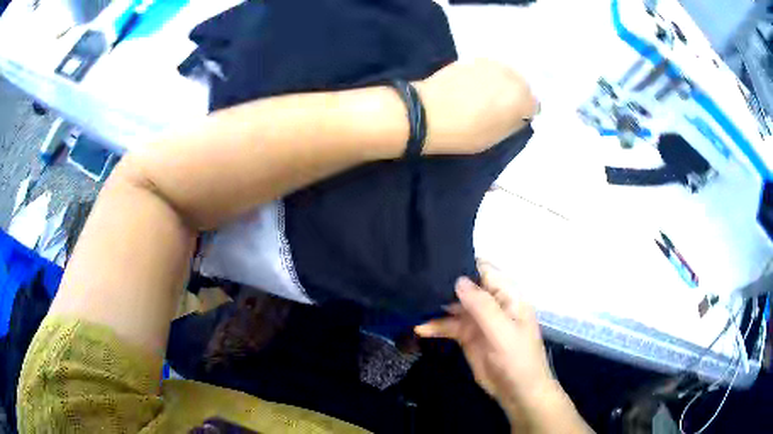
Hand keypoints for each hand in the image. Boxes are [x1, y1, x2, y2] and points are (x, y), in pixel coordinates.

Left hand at [413, 59, 536, 154]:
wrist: (427, 112)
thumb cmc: (464, 132)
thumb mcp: (496, 137)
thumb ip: (514, 123)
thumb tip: (520, 116)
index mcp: (521, 97)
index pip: (534, 105)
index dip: (524, 114)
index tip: (514, 120)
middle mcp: (511, 75)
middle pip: (522, 85)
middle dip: (516, 95)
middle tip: (500, 108)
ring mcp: (490, 64)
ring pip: (506, 74)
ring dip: (502, 83)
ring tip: (485, 96)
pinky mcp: (472, 59)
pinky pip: (488, 69)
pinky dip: (486, 77)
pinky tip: (472, 87)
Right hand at [416, 266, 592, 432]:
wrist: (517, 392)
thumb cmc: (517, 359)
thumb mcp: (502, 332)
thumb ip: (482, 306)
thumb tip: (458, 279)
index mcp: (507, 295)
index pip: (484, 270)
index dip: (463, 263)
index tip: (435, 259)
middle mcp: (491, 303)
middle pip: (465, 286)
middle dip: (443, 283)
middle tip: (415, 279)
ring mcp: (478, 320)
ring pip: (454, 305)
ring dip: (435, 305)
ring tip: (411, 301)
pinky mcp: (467, 336)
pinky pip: (449, 325)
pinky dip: (434, 326)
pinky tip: (418, 327)